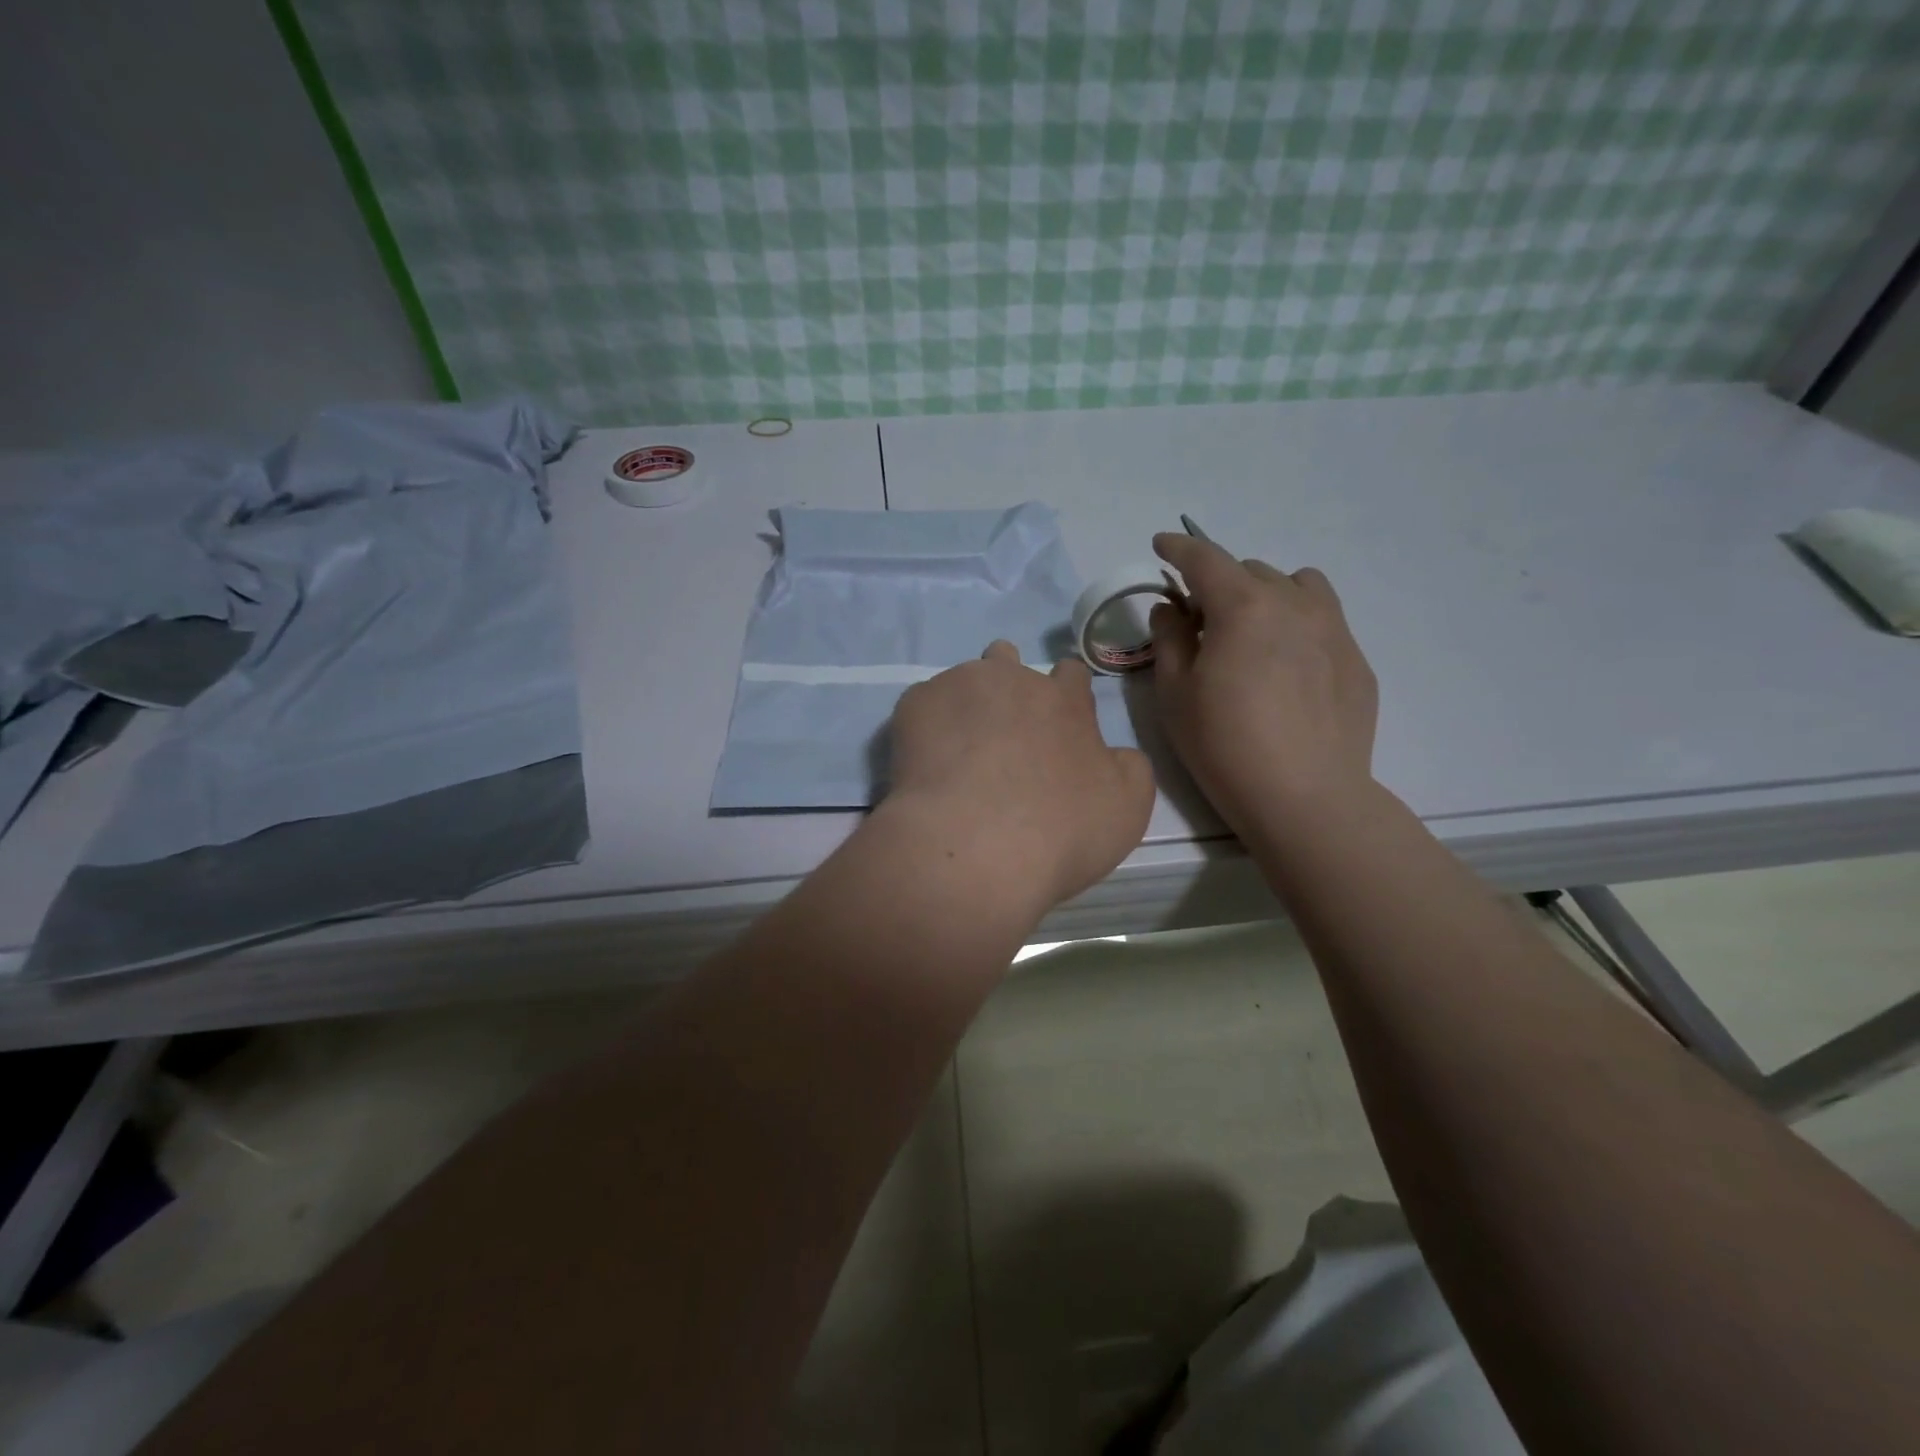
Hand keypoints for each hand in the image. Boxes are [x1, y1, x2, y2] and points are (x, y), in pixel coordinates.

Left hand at [879, 642, 1154, 918]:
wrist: (975, 848)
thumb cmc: (1060, 831)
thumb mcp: (1126, 808)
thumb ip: (1127, 768)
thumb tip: (1114, 753)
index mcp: (1065, 699)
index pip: (1071, 673)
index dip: (1065, 694)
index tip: (1057, 724)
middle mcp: (1012, 679)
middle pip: (1008, 659)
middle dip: (1006, 685)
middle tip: (1001, 733)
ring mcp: (959, 686)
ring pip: (962, 679)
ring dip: (965, 705)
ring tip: (957, 752)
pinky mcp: (914, 706)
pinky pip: (922, 706)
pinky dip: (926, 729)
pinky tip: (926, 766)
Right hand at [1149, 533, 1378, 837]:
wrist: (1306, 797)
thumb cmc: (1224, 746)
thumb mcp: (1175, 693)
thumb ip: (1169, 639)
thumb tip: (1171, 608)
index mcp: (1243, 607)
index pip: (1205, 559)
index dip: (1178, 548)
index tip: (1161, 544)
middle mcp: (1293, 604)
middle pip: (1250, 571)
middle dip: (1219, 584)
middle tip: (1200, 621)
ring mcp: (1334, 629)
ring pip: (1296, 586)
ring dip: (1266, 594)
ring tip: (1252, 632)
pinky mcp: (1356, 660)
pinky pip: (1323, 620)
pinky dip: (1296, 624)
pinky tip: (1287, 668)